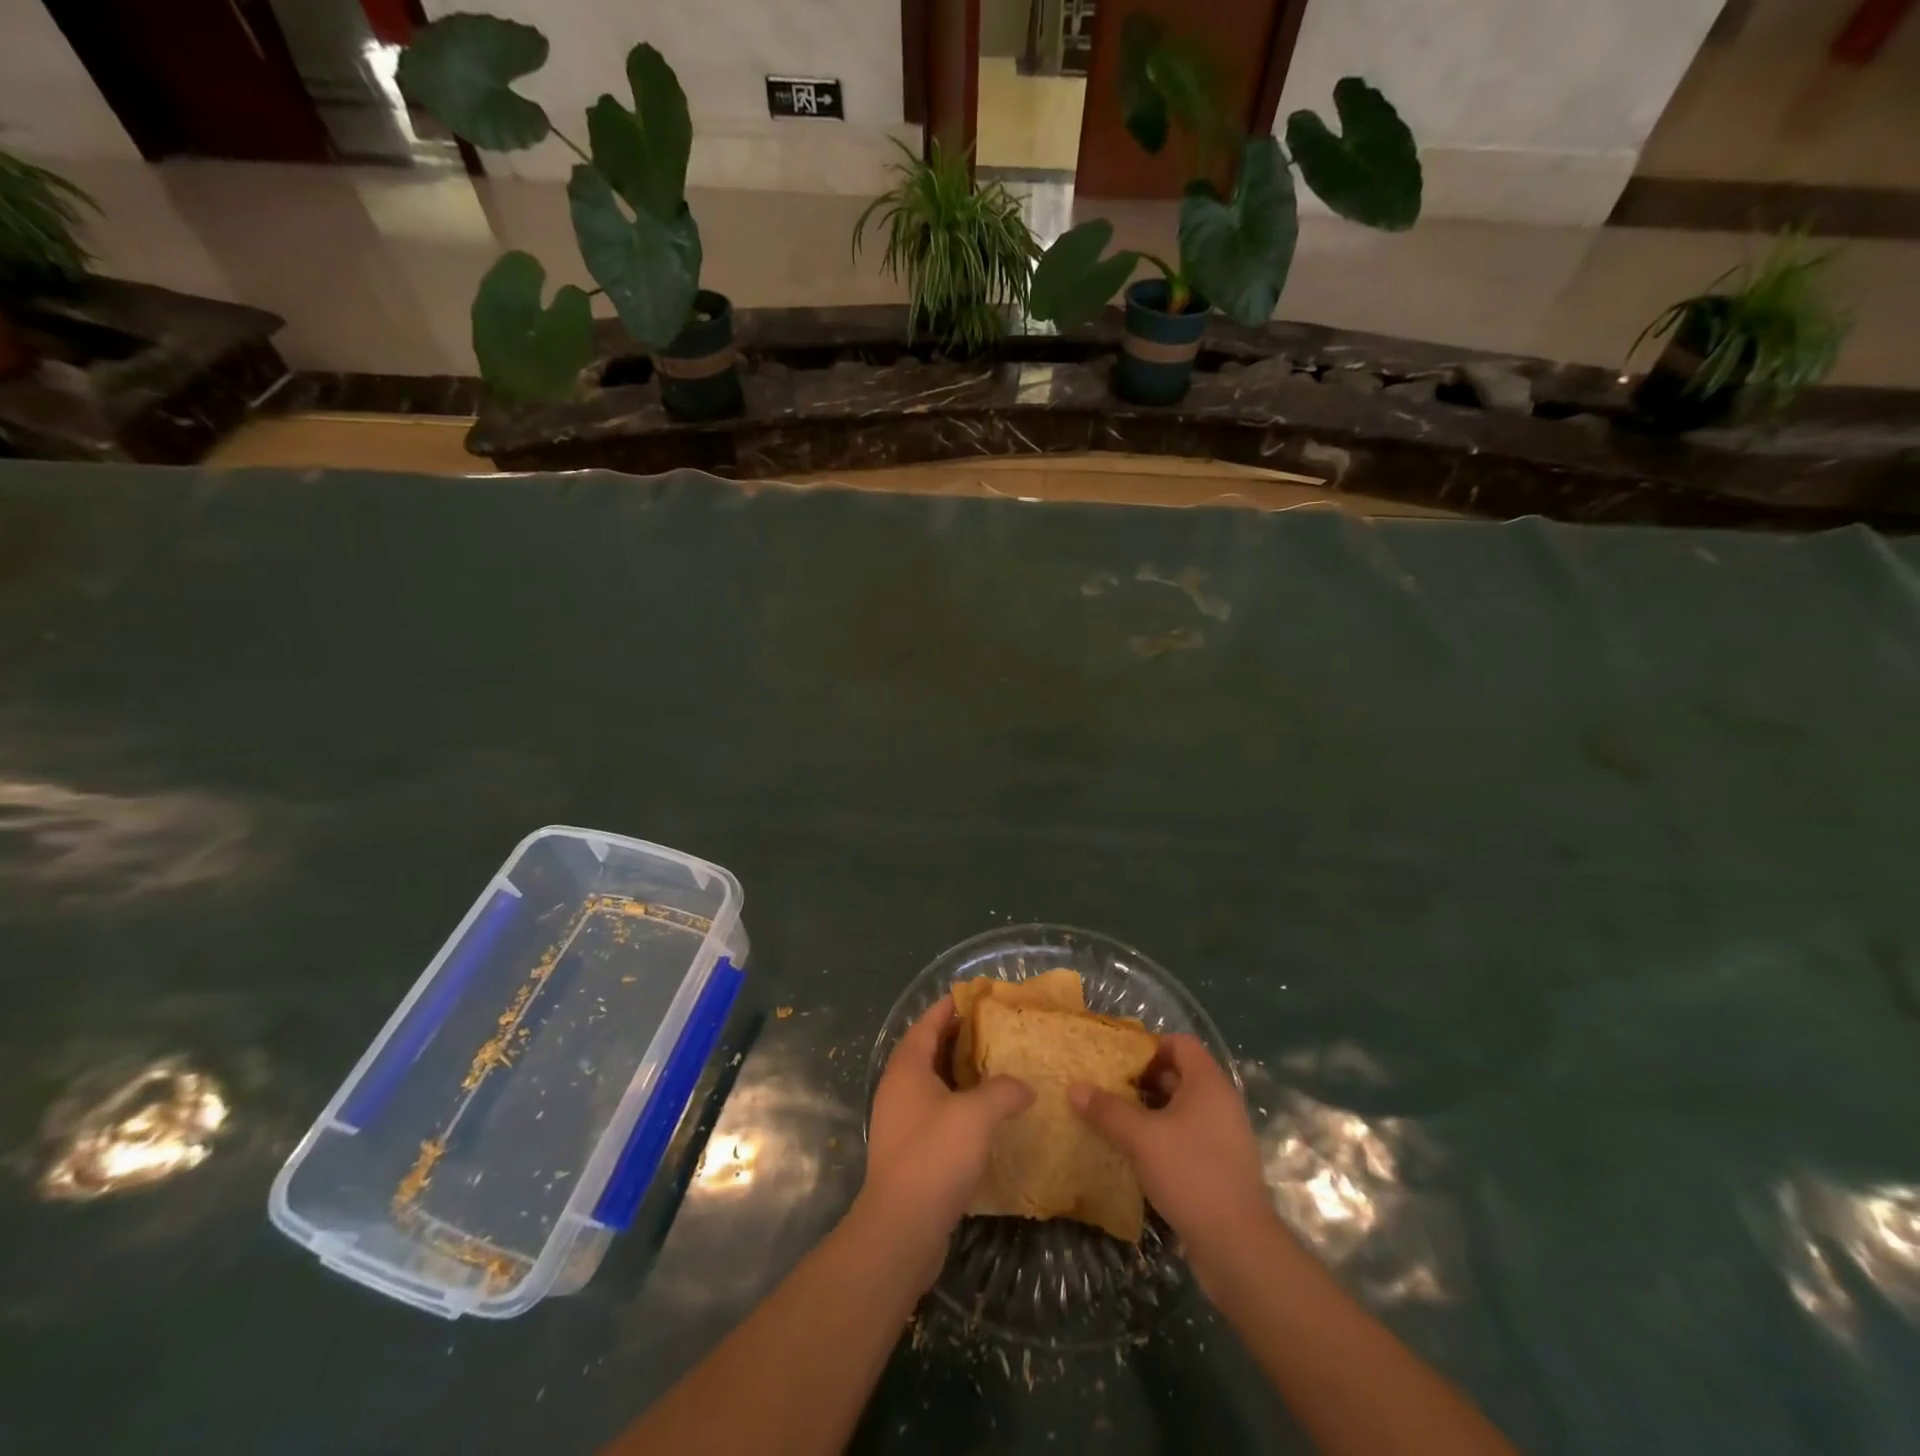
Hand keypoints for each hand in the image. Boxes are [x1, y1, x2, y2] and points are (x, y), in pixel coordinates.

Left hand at [861, 996, 1033, 1285]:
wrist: (901, 1230)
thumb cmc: (935, 1157)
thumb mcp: (976, 1115)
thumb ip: (1003, 1091)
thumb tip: (1025, 1086)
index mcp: (907, 1068)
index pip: (927, 1024)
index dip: (950, 1008)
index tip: (976, 997)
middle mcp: (898, 1088)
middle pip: (929, 1051)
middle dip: (959, 1039)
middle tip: (996, 1032)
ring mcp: (901, 1121)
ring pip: (934, 1084)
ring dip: (961, 1075)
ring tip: (997, 1069)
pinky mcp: (910, 1151)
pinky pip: (936, 1113)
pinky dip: (960, 1105)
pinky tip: (987, 1117)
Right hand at [1069, 1033, 1276, 1287]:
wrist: (1238, 1248)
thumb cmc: (1191, 1174)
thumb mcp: (1141, 1138)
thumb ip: (1107, 1110)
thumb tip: (1074, 1087)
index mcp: (1208, 1084)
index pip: (1179, 1043)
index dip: (1148, 1046)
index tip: (1117, 1061)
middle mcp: (1220, 1103)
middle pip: (1178, 1075)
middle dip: (1141, 1080)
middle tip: (1106, 1088)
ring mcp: (1222, 1137)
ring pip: (1179, 1109)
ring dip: (1148, 1111)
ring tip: (1111, 1119)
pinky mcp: (1218, 1166)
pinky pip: (1185, 1137)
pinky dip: (1160, 1137)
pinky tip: (1133, 1152)